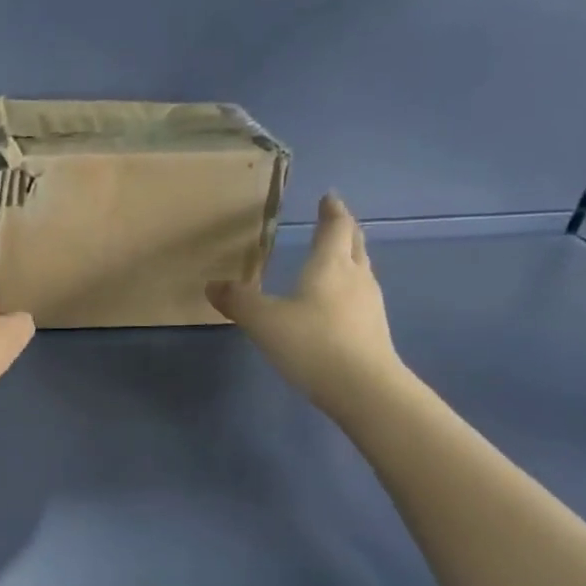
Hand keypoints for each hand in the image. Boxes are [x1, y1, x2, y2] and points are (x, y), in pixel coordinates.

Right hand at [207, 192, 403, 416]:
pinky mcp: (373, 330)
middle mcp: (355, 277)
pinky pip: (360, 296)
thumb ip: (238, 301)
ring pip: (361, 270)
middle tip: (335, 221)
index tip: (329, 197)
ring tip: (336, 258)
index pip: (335, 227)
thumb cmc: (312, 343)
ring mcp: (369, 304)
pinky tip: (337, 302)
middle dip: (344, 230)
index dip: (331, 211)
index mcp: (330, 265)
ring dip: (350, 259)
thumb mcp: (264, 322)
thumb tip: (212, 285)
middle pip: (354, 244)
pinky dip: (349, 288)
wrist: (363, 388)